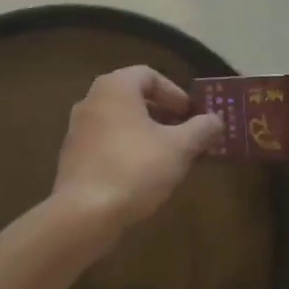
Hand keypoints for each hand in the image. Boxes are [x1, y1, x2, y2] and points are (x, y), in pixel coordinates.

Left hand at [51, 66, 221, 239]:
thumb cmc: (135, 168)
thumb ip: (201, 129)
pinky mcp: (72, 158)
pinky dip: (127, 151)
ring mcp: (77, 130)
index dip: (175, 92)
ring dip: (146, 134)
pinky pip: (106, 144)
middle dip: (163, 115)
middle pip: (133, 98)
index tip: (191, 115)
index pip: (149, 75)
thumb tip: (216, 120)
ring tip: (168, 157)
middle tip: (185, 135)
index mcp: (115, 88)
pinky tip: (143, 176)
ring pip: (120, 122)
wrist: (84, 213)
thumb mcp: (179, 148)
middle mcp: (91, 101)